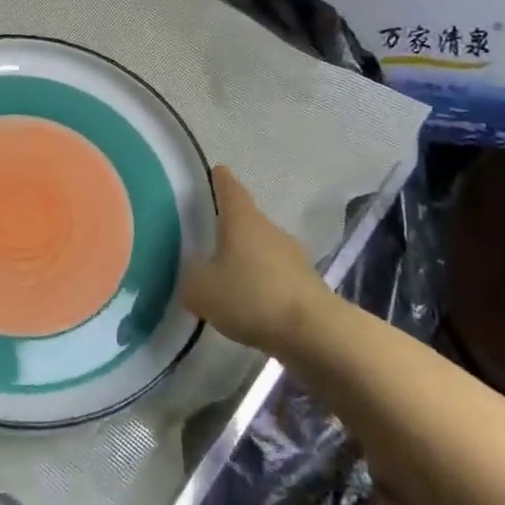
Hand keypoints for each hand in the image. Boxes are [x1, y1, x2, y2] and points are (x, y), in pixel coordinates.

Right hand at [181, 166, 327, 354]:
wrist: (314, 332)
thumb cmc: (251, 296)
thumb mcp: (202, 290)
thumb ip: (191, 277)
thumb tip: (194, 273)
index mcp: (242, 219)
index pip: (229, 187)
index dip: (219, 179)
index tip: (213, 173)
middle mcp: (268, 229)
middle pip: (246, 219)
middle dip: (228, 227)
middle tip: (206, 238)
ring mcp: (292, 256)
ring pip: (261, 249)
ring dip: (246, 258)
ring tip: (225, 277)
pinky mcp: (305, 284)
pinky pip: (275, 276)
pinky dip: (261, 284)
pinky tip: (249, 304)